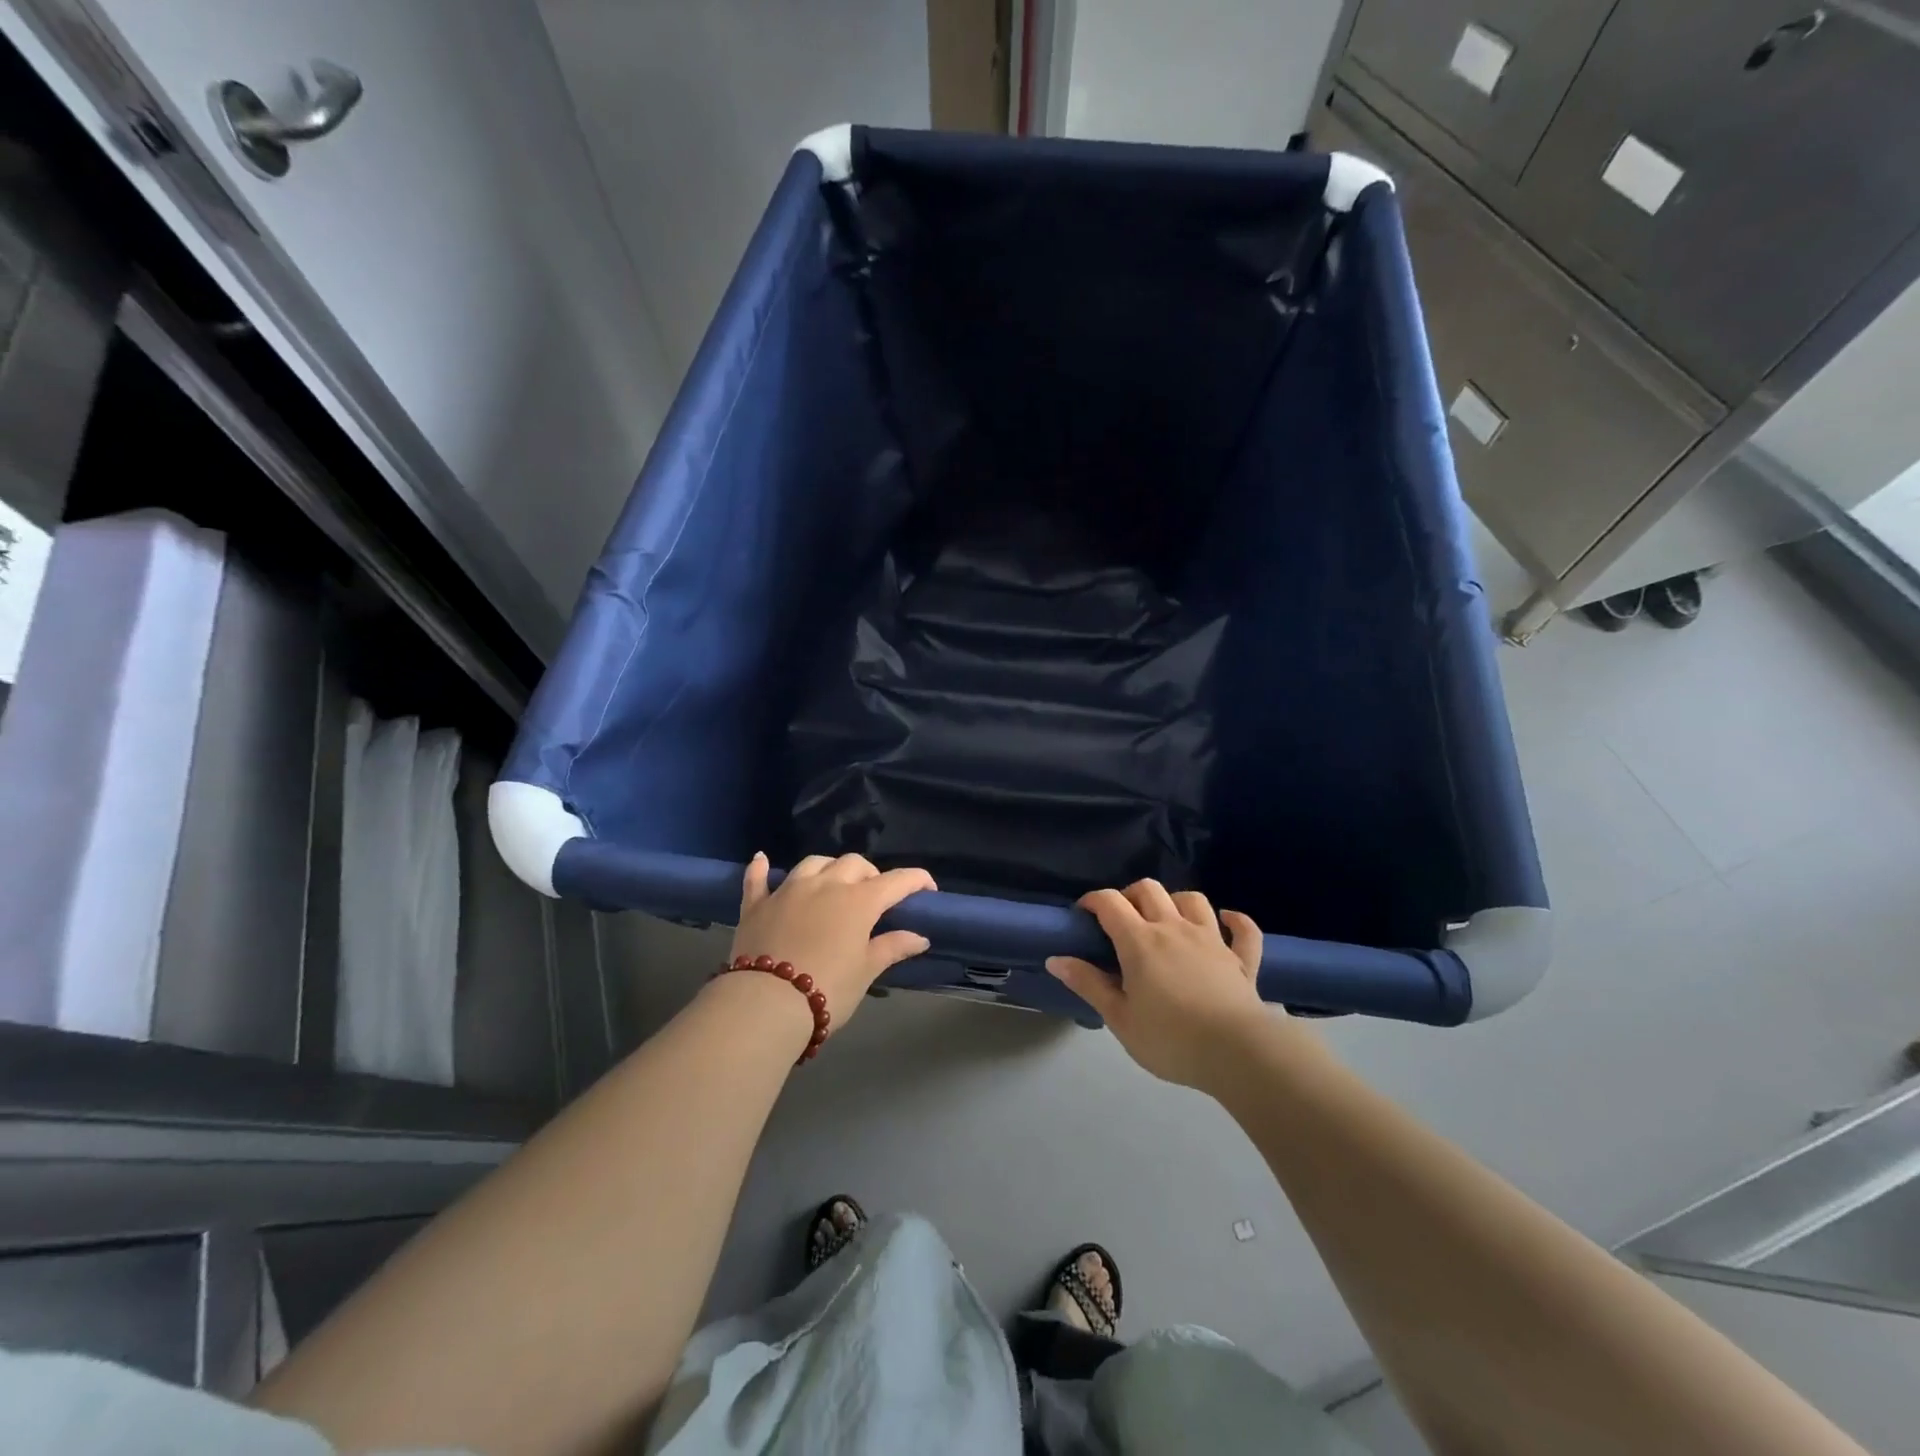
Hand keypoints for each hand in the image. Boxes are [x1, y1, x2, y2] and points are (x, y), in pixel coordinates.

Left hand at [729, 852, 935, 1030]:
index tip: (928, 888)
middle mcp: (825, 884)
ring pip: (814, 863)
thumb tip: (920, 937)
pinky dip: (761, 869)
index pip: (896, 881)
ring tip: (833, 883)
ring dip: (829, 868)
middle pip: (854, 863)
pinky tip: (762, 860)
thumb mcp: (865, 971)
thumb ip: (892, 947)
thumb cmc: (827, 989)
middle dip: (869, 874)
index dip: (916, 880)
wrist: (766, 1004)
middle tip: (874, 897)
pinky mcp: (757, 904)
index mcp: (859, 900)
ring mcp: (788, 890)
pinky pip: (758, 878)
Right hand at [1047, 880, 1291, 1090]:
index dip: (1093, 900)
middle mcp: (1174, 928)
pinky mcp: (1241, 959)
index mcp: (1140, 941)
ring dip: (1175, 901)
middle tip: (1121, 920)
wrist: (1238, 1053)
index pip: (1110, 902)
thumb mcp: (1120, 1018)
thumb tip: (1055, 959)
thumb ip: (1089, 985)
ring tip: (1166, 919)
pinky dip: (1235, 920)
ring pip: (1193, 900)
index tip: (1083, 914)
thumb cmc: (1170, 1039)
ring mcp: (1212, 939)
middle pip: (1149, 890)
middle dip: (1130, 896)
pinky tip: (1226, 920)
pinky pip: (1243, 930)